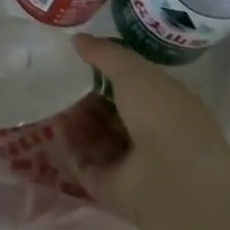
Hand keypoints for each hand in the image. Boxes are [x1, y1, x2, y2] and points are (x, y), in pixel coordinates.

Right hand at [69, 35, 229, 226]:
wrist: (174, 181)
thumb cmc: (162, 115)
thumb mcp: (133, 70)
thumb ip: (104, 53)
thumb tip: (77, 39)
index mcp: (167, 107)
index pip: (135, 88)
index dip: (109, 74)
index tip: (82, 61)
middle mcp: (153, 136)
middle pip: (112, 114)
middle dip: (88, 99)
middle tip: (63, 84)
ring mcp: (133, 166)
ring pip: (98, 138)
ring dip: (77, 121)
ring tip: (55, 104)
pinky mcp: (113, 189)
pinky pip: (85, 162)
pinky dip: (70, 145)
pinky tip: (55, 127)